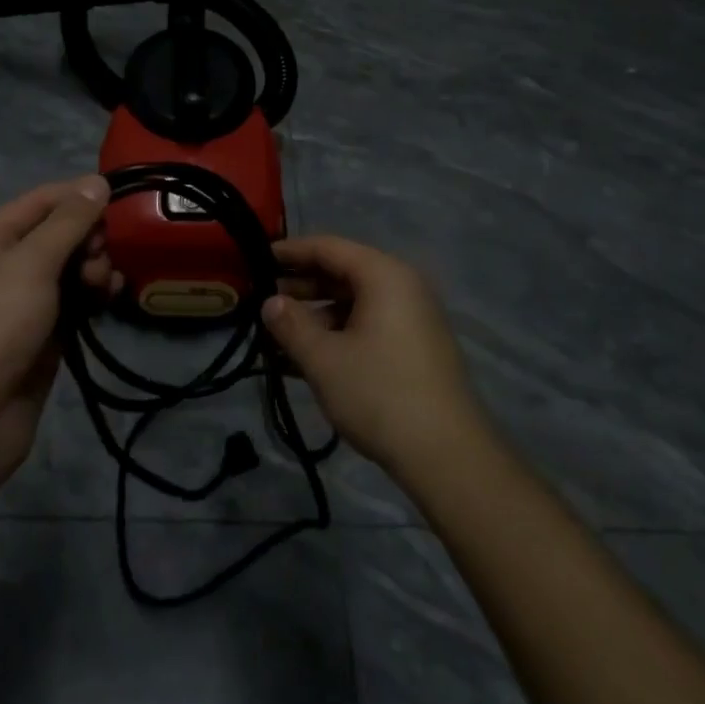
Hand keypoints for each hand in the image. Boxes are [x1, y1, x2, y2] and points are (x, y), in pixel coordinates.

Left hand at [0, 176, 112, 498]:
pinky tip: (112, 297)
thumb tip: (96, 181)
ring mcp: (23, 305)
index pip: (38, 202)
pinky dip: (94, 296)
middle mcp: (2, 268)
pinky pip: (74, 303)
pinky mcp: (43, 338)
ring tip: (106, 283)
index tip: (118, 197)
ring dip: (94, 267)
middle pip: (57, 235)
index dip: (77, 195)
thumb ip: (67, 222)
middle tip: (105, 253)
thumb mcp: (29, 264)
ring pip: (69, 270)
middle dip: (88, 237)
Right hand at [265, 235, 486, 479]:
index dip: (291, 251)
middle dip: (301, 287)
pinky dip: (338, 334)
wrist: (448, 456)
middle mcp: (402, 286)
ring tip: (278, 337)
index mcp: (384, 274)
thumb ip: (291, 325)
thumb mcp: (324, 359)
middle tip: (262, 301)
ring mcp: (413, 317)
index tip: (256, 257)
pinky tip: (306, 359)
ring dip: (316, 317)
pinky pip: (369, 325)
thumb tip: (270, 302)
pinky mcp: (416, 347)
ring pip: (354, 303)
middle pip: (343, 273)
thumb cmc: (380, 394)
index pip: (328, 247)